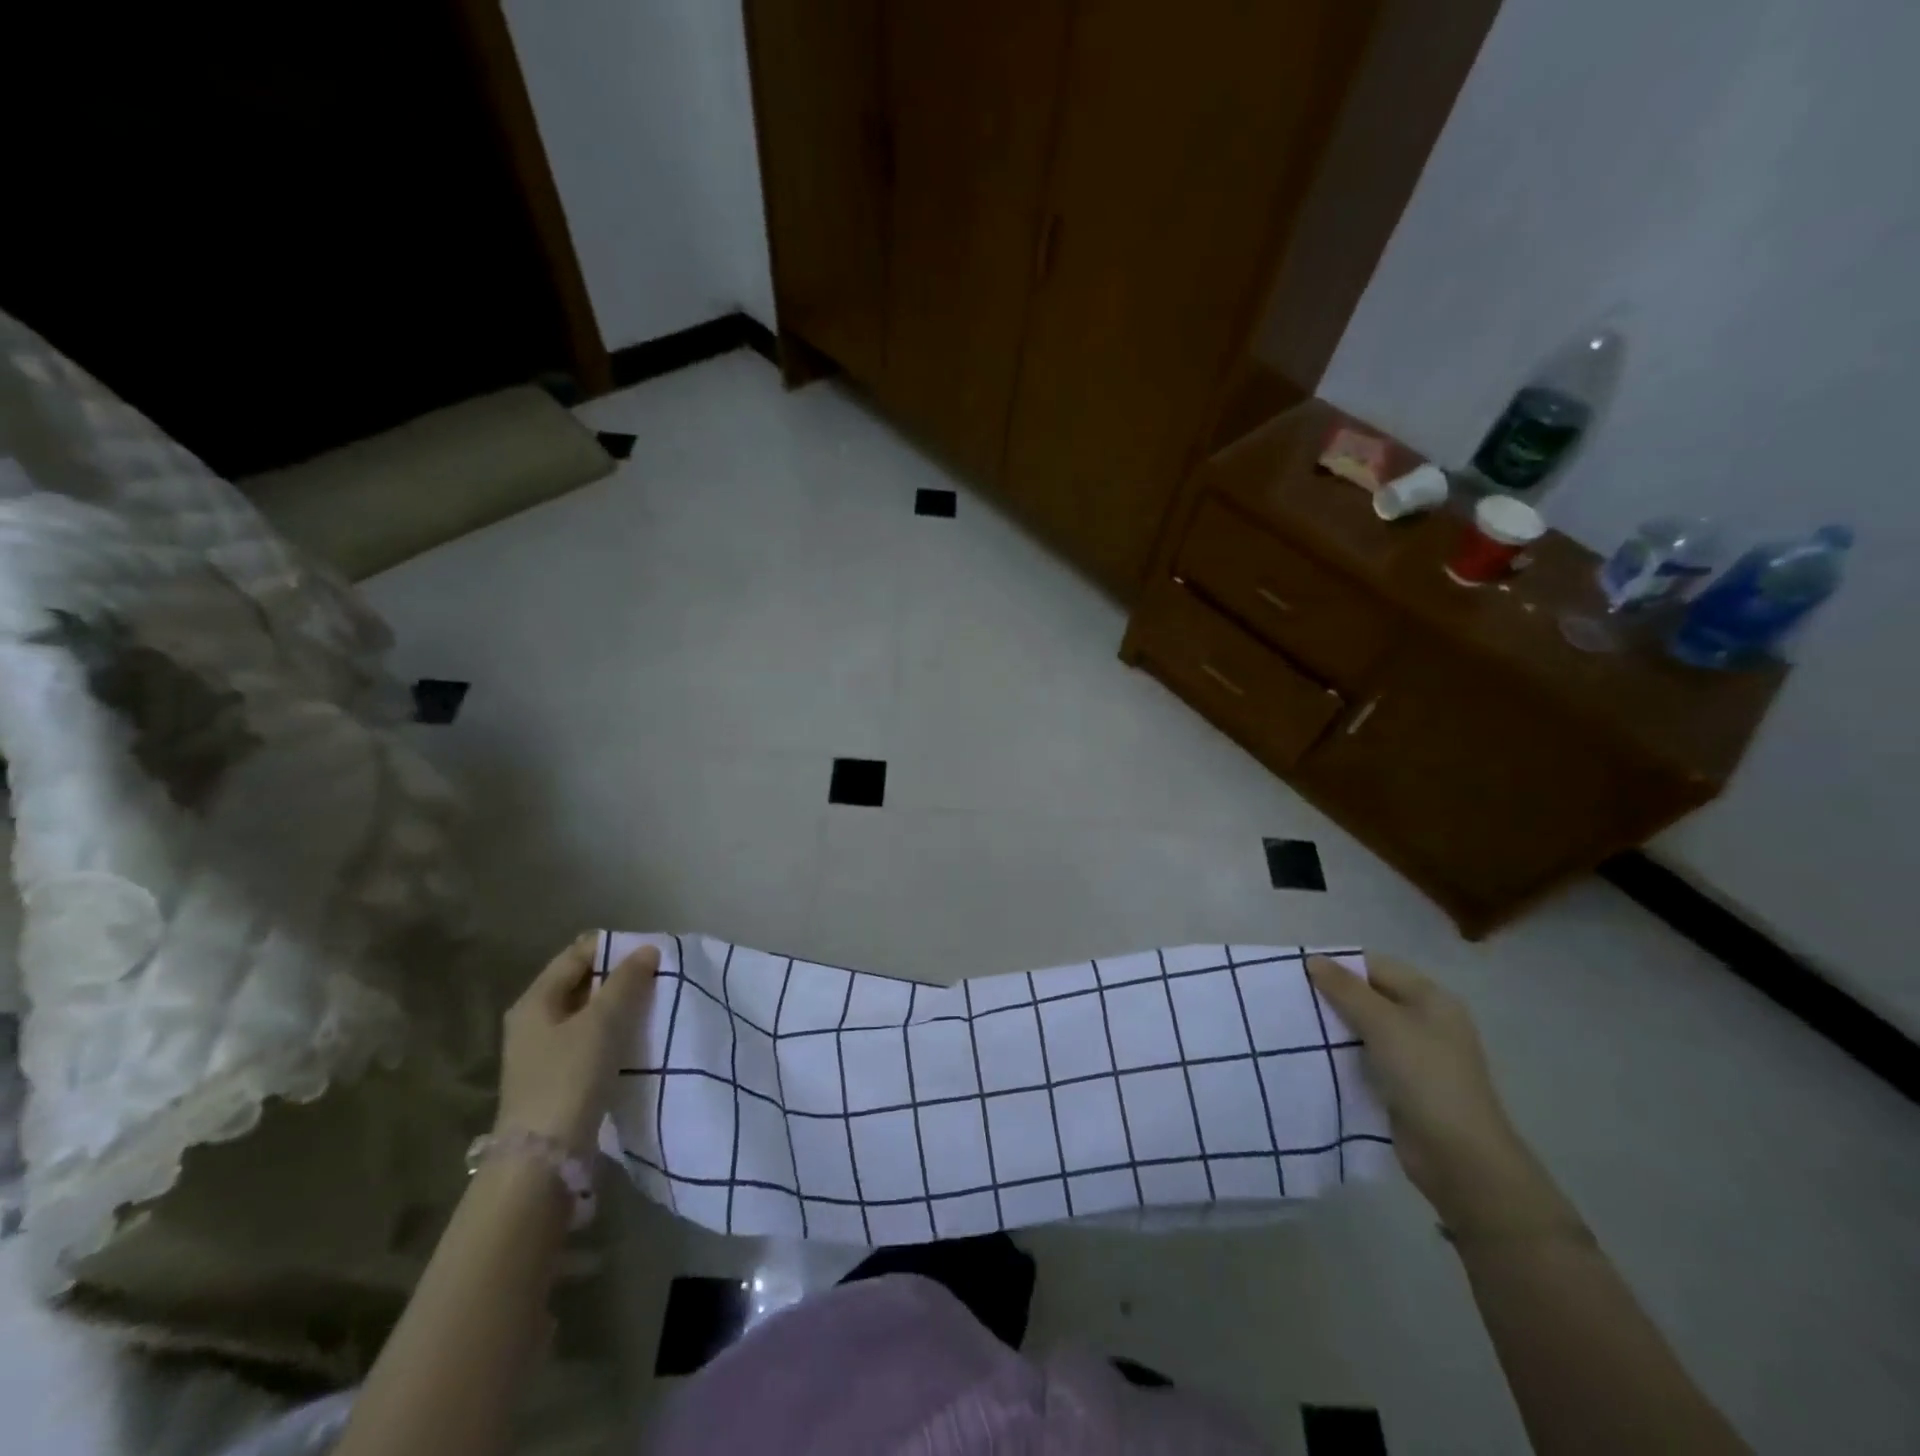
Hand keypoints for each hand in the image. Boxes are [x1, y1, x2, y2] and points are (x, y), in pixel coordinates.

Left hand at [496, 935, 658, 1153]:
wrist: (544, 1158)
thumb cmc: (570, 1077)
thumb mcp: (602, 1022)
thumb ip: (626, 981)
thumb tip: (646, 950)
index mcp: (535, 1001)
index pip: (577, 954)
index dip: (613, 947)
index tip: (651, 950)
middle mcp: (533, 1021)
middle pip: (581, 983)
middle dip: (619, 977)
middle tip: (658, 976)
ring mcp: (543, 1053)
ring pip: (588, 1013)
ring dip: (619, 1006)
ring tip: (655, 1005)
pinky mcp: (557, 1078)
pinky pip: (590, 1040)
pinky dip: (613, 1033)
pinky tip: (637, 1039)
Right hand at [1307, 953, 1562, 1230]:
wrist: (1459, 1158)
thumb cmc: (1426, 1077)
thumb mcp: (1383, 1025)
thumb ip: (1346, 990)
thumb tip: (1313, 959)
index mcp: (1430, 999)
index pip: (1376, 966)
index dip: (1339, 965)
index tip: (1298, 972)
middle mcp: (1425, 1021)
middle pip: (1370, 996)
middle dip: (1332, 996)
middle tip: (1292, 998)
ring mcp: (1415, 1055)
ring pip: (1364, 1027)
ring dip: (1334, 1026)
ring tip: (1295, 1024)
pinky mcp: (1402, 1084)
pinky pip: (1365, 1056)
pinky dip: (1342, 1053)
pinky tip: (1314, 1054)